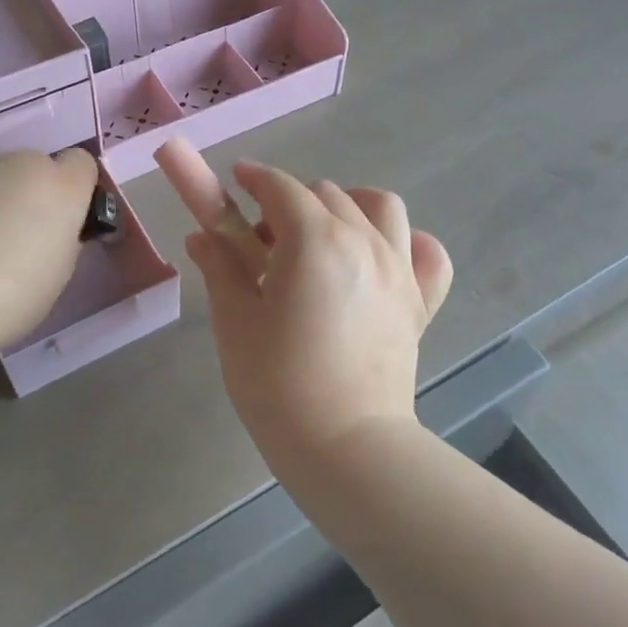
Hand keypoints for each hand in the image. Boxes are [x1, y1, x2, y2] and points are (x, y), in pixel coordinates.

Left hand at [0, 148, 99, 347]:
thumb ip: (60, 242)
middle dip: (28, 197)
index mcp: (61, 188)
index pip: (82, 165)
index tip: (61, 222)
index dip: (73, 190)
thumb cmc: (5, 296)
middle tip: (12, 241)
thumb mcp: (55, 278)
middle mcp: (21, 163)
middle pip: (33, 170)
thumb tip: (51, 232)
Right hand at [181, 158, 453, 477]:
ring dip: (348, 206)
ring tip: (324, 239)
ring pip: (379, 205)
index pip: (280, 187)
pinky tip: (382, 259)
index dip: (254, 178)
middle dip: (289, 203)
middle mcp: (362, 239)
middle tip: (264, 244)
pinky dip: (406, 243)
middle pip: (323, 193)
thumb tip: (201, 235)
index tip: (236, 181)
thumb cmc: (277, 384)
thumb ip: (220, 266)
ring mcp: (398, 268)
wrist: (346, 449)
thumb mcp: (235, 320)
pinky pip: (426, 252)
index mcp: (313, 239)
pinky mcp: (421, 301)